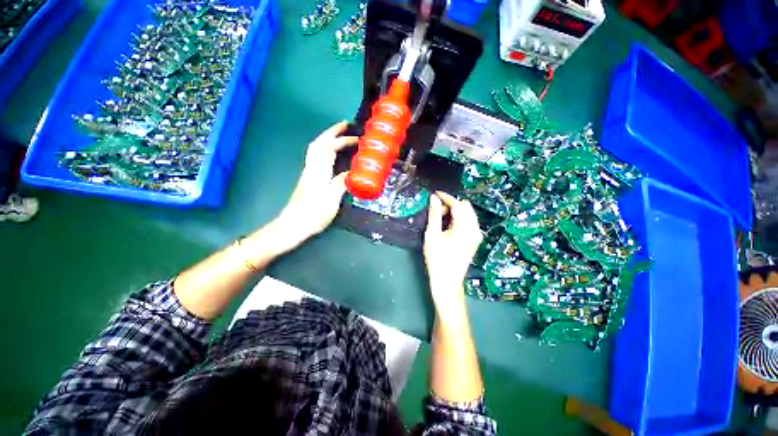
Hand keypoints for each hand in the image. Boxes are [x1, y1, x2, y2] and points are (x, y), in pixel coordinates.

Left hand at [272, 121, 356, 251]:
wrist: (293, 225)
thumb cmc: (314, 214)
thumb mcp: (332, 199)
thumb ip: (342, 183)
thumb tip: (352, 173)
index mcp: (319, 171)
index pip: (328, 147)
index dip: (341, 138)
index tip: (354, 134)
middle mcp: (312, 168)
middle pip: (319, 143)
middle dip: (332, 132)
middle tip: (346, 126)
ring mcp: (309, 173)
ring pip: (316, 149)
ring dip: (328, 139)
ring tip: (341, 137)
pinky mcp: (309, 179)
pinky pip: (317, 158)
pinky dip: (326, 150)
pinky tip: (333, 156)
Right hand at [423, 192, 482, 310]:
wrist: (447, 281)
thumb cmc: (437, 259)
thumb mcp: (432, 235)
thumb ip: (434, 214)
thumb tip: (433, 199)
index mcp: (465, 228)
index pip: (458, 204)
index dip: (446, 197)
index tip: (435, 194)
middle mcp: (475, 229)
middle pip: (465, 207)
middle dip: (451, 204)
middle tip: (436, 210)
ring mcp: (477, 235)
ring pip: (468, 213)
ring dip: (455, 211)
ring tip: (440, 218)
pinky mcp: (475, 239)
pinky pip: (468, 222)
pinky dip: (458, 219)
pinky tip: (448, 225)